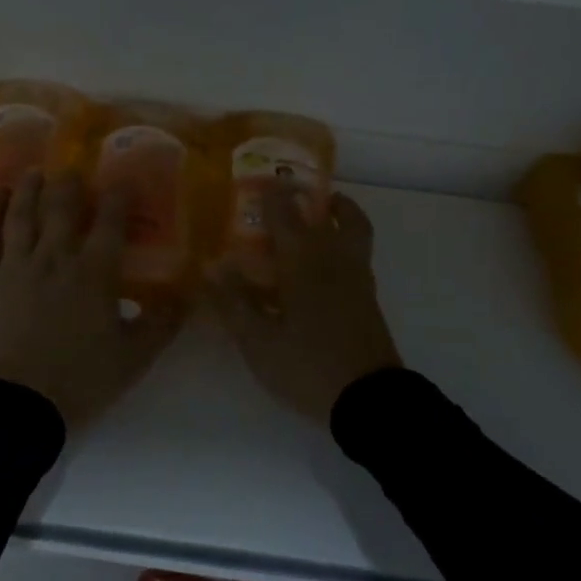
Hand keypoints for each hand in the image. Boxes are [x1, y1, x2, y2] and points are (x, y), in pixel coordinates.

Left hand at [0, 171, 184, 430]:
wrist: (18, 406)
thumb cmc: (81, 379)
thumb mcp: (134, 357)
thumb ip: (162, 322)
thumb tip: (189, 294)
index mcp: (94, 272)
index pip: (110, 220)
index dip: (118, 196)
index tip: (123, 181)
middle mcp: (55, 257)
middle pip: (62, 206)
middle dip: (70, 184)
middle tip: (74, 172)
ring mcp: (17, 264)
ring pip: (23, 213)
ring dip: (30, 188)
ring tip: (36, 171)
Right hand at [209, 186, 401, 425]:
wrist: (369, 400)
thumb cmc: (307, 366)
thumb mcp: (258, 341)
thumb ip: (234, 301)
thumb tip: (211, 266)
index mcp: (304, 261)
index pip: (286, 213)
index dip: (272, 194)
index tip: (259, 180)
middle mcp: (335, 258)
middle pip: (335, 213)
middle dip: (313, 197)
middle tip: (292, 193)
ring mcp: (357, 277)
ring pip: (355, 229)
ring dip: (339, 213)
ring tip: (318, 215)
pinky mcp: (368, 297)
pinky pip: (357, 252)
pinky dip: (345, 239)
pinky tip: (321, 263)